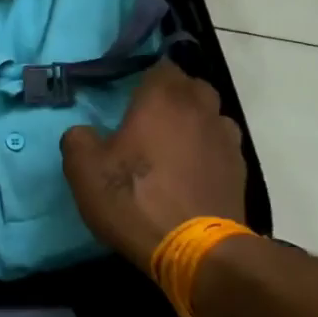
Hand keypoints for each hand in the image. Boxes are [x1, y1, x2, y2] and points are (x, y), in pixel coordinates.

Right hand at [61, 61, 248, 267]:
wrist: (195, 250)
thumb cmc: (134, 199)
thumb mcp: (84, 170)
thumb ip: (77, 140)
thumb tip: (84, 133)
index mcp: (162, 99)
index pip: (162, 66)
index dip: (147, 76)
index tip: (131, 91)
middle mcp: (199, 109)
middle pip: (191, 86)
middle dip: (173, 94)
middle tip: (149, 116)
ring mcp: (225, 138)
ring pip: (211, 115)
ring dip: (194, 122)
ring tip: (173, 144)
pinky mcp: (239, 169)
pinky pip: (221, 146)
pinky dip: (207, 151)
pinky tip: (191, 172)